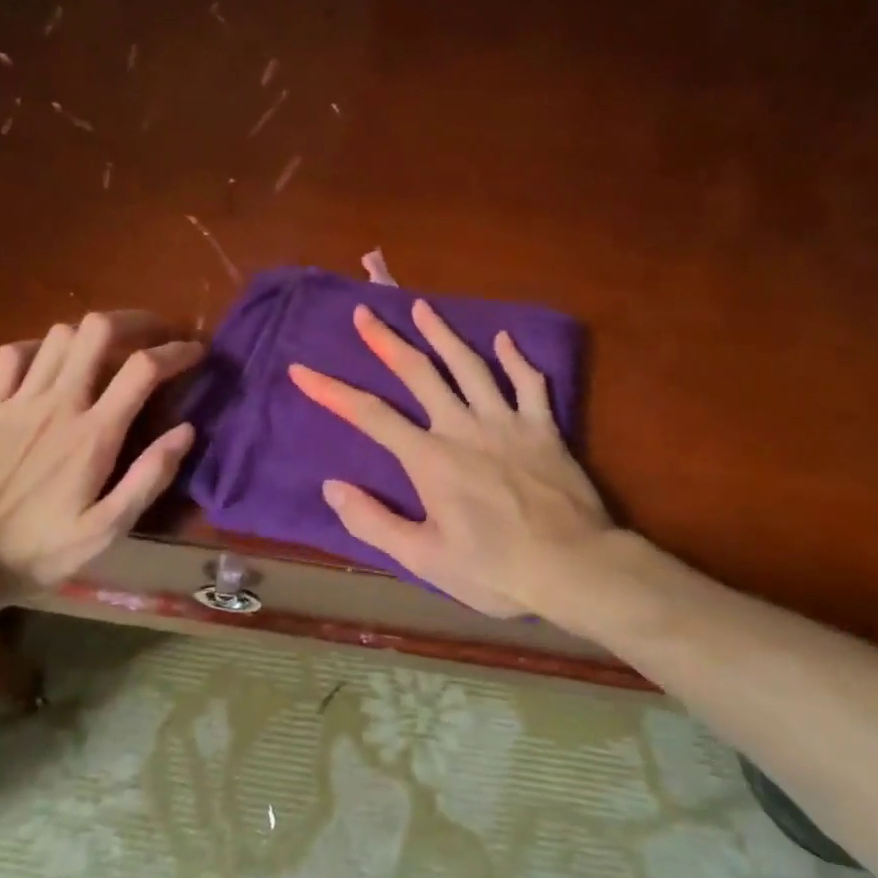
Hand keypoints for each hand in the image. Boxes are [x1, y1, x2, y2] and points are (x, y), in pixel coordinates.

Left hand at [0, 312, 202, 593]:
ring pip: (59, 335)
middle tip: (155, 334)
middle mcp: (58, 404)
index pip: (143, 368)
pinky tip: (51, 364)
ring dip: (91, 335)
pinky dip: (39, 347)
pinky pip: (13, 354)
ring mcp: (18, 401)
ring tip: (109, 352)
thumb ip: (149, 478)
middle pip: (98, 330)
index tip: (196, 352)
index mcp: (94, 434)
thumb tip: (186, 431)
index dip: (176, 351)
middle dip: (135, 320)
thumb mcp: (107, 530)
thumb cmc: (39, 551)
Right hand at [287, 300, 613, 618]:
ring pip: (470, 365)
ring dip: (443, 334)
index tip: (301, 369)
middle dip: (386, 341)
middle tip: (364, 312)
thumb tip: (331, 487)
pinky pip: (529, 383)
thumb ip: (374, 523)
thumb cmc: (496, 570)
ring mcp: (507, 422)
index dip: (331, 391)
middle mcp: (464, 427)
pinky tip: (503, 338)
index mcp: (430, 459)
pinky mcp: (544, 428)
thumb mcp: (424, 560)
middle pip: (419, 373)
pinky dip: (515, 358)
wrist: (575, 568)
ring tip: (421, 307)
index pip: (370, 415)